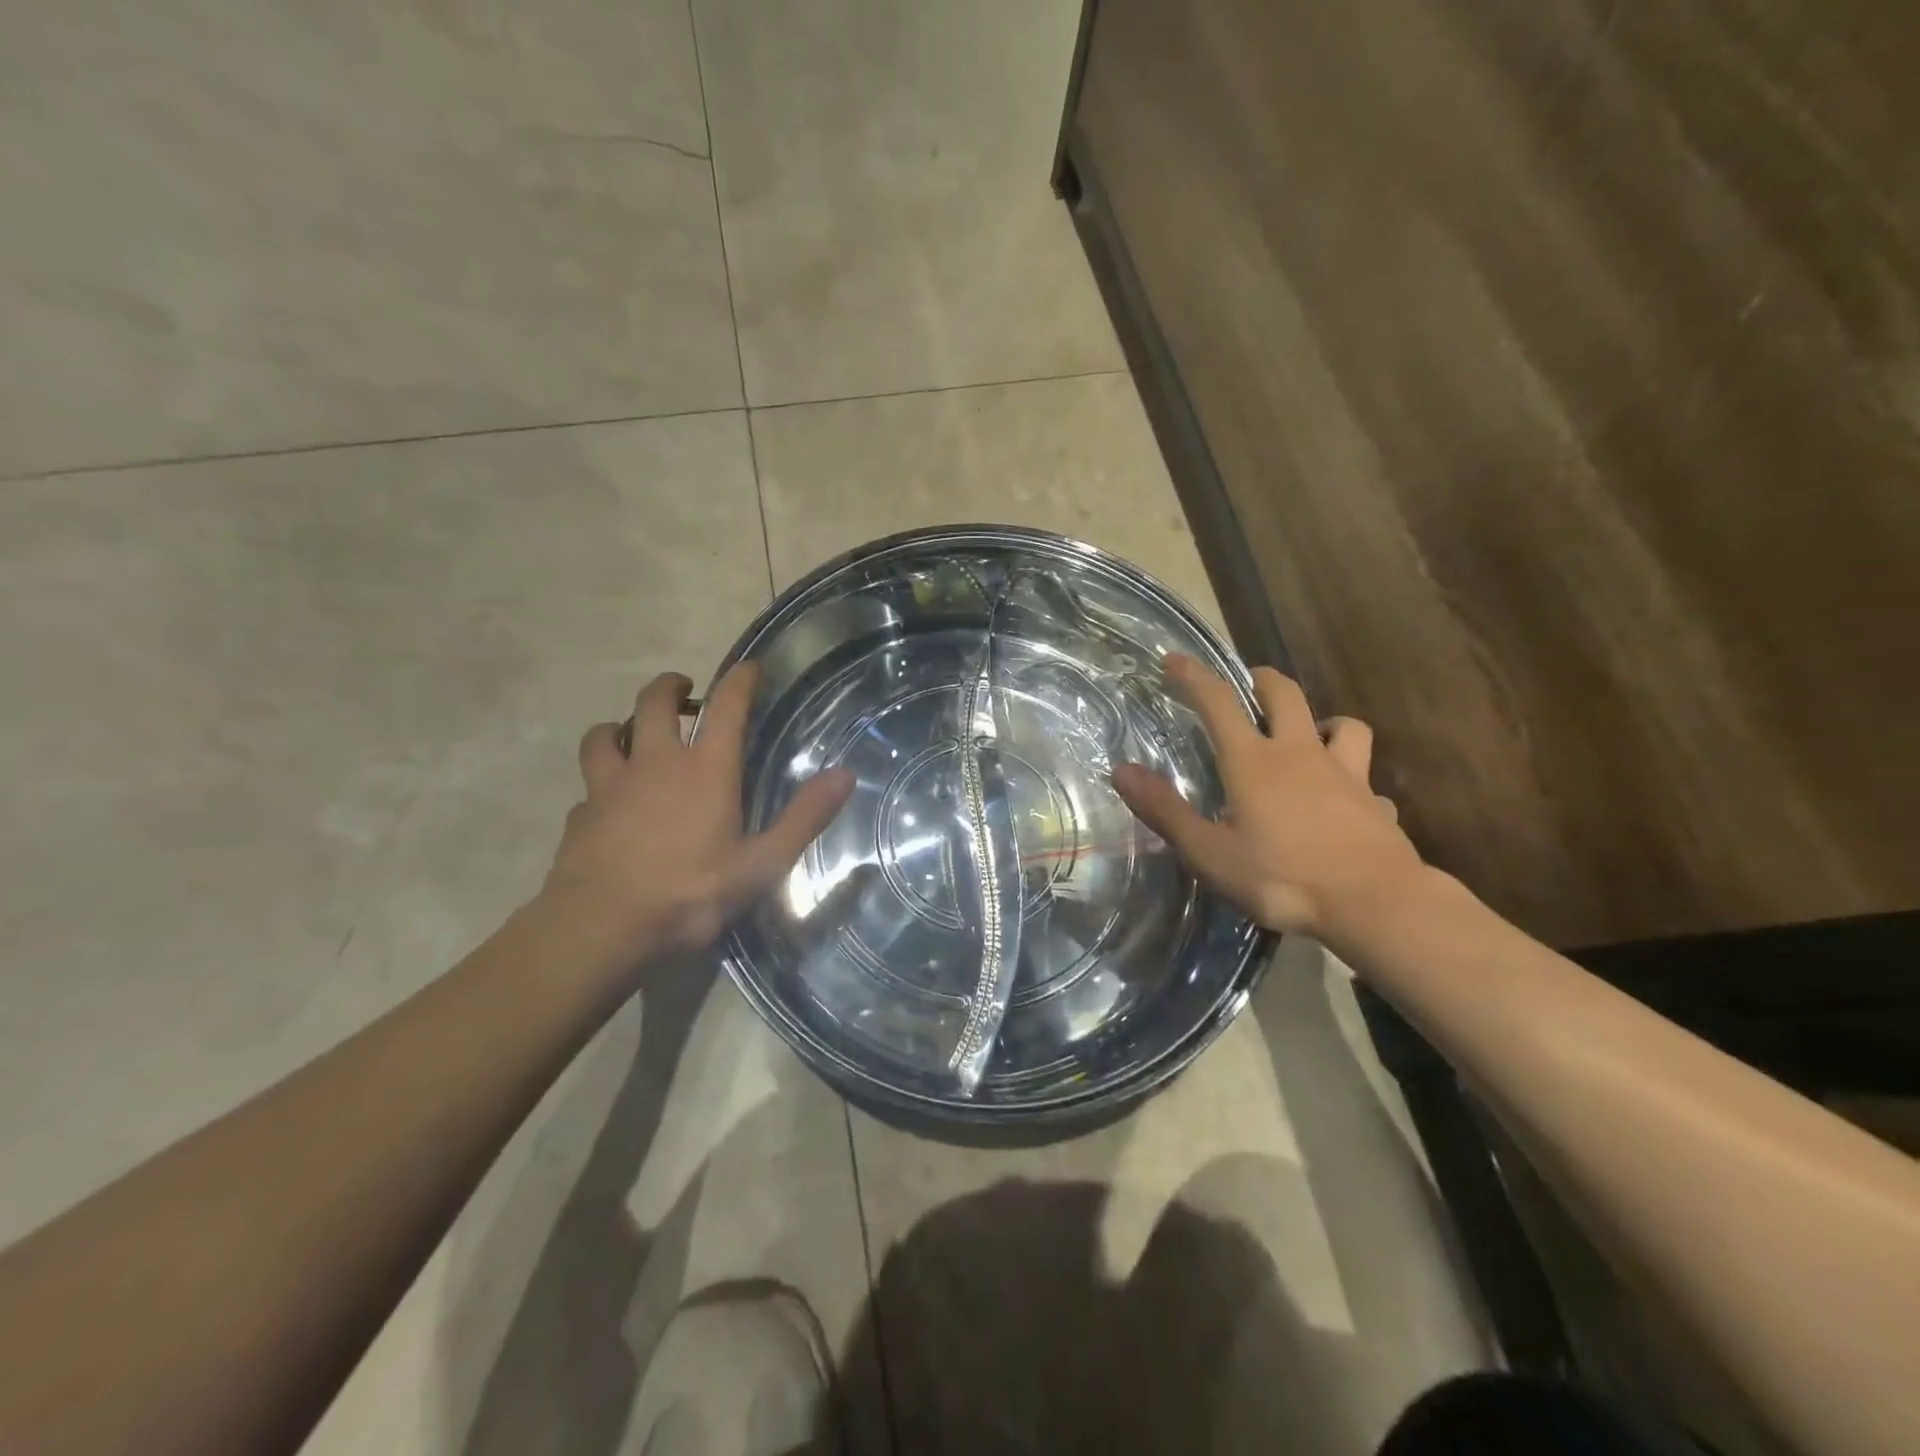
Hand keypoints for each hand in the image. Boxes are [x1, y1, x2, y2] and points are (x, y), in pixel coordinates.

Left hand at [543, 664, 854, 959]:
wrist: (600, 928)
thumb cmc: (689, 893)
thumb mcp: (762, 864)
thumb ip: (804, 817)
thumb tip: (845, 775)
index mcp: (705, 769)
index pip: (726, 706)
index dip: (740, 680)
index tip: (750, 668)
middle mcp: (655, 763)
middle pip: (652, 702)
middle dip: (669, 687)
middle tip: (682, 689)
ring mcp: (610, 785)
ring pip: (605, 734)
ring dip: (620, 725)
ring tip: (630, 734)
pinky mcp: (580, 813)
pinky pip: (588, 785)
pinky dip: (599, 783)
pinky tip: (606, 802)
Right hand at [1112, 654, 1425, 938]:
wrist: (1374, 904)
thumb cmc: (1282, 878)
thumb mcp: (1208, 851)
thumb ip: (1165, 810)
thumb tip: (1122, 770)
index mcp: (1253, 761)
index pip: (1218, 703)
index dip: (1194, 676)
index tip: (1174, 659)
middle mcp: (1300, 754)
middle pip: (1285, 695)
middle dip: (1262, 681)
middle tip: (1247, 685)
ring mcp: (1346, 775)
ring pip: (1344, 725)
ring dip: (1322, 721)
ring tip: (1309, 736)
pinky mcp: (1376, 803)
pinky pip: (1366, 782)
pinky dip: (1353, 783)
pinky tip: (1345, 803)